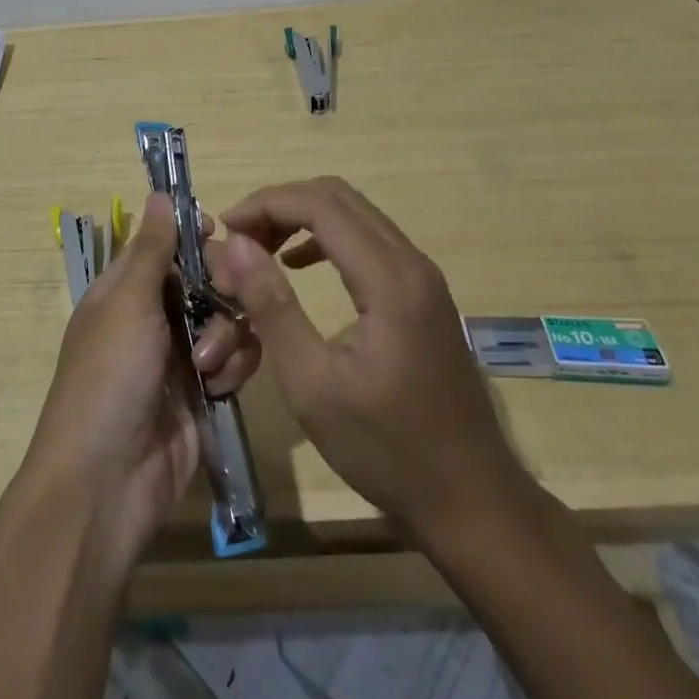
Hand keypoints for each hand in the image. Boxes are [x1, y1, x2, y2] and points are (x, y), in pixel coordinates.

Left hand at [16, 193, 261, 567]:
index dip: (195, 237)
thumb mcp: (127, 304)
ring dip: (226, 337)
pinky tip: (218, 388)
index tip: (220, 235)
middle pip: (206, 279)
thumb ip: (152, 249)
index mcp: (125, 290)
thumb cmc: (108, 379)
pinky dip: (233, 369)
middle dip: (220, 289)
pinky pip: (237, 362)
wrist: (106, 484)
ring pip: (228, 320)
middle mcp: (154, 317)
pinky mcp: (205, 394)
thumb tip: (160, 193)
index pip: (167, 245)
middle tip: (224, 301)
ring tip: (207, 366)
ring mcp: (180, 357)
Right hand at [216, 177, 530, 541]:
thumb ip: (272, 306)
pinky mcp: (422, 293)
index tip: (225, 228)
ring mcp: (422, 276)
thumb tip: (236, 245)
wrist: (473, 501)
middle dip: (281, 205)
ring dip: (302, 218)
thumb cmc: (387, 450)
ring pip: (354, 214)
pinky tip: (298, 265)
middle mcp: (411, 262)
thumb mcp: (313, 384)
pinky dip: (326, 238)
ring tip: (260, 249)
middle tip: (239, 238)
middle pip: (338, 197)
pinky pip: (368, 240)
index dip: (266, 204)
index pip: (320, 204)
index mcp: (389, 279)